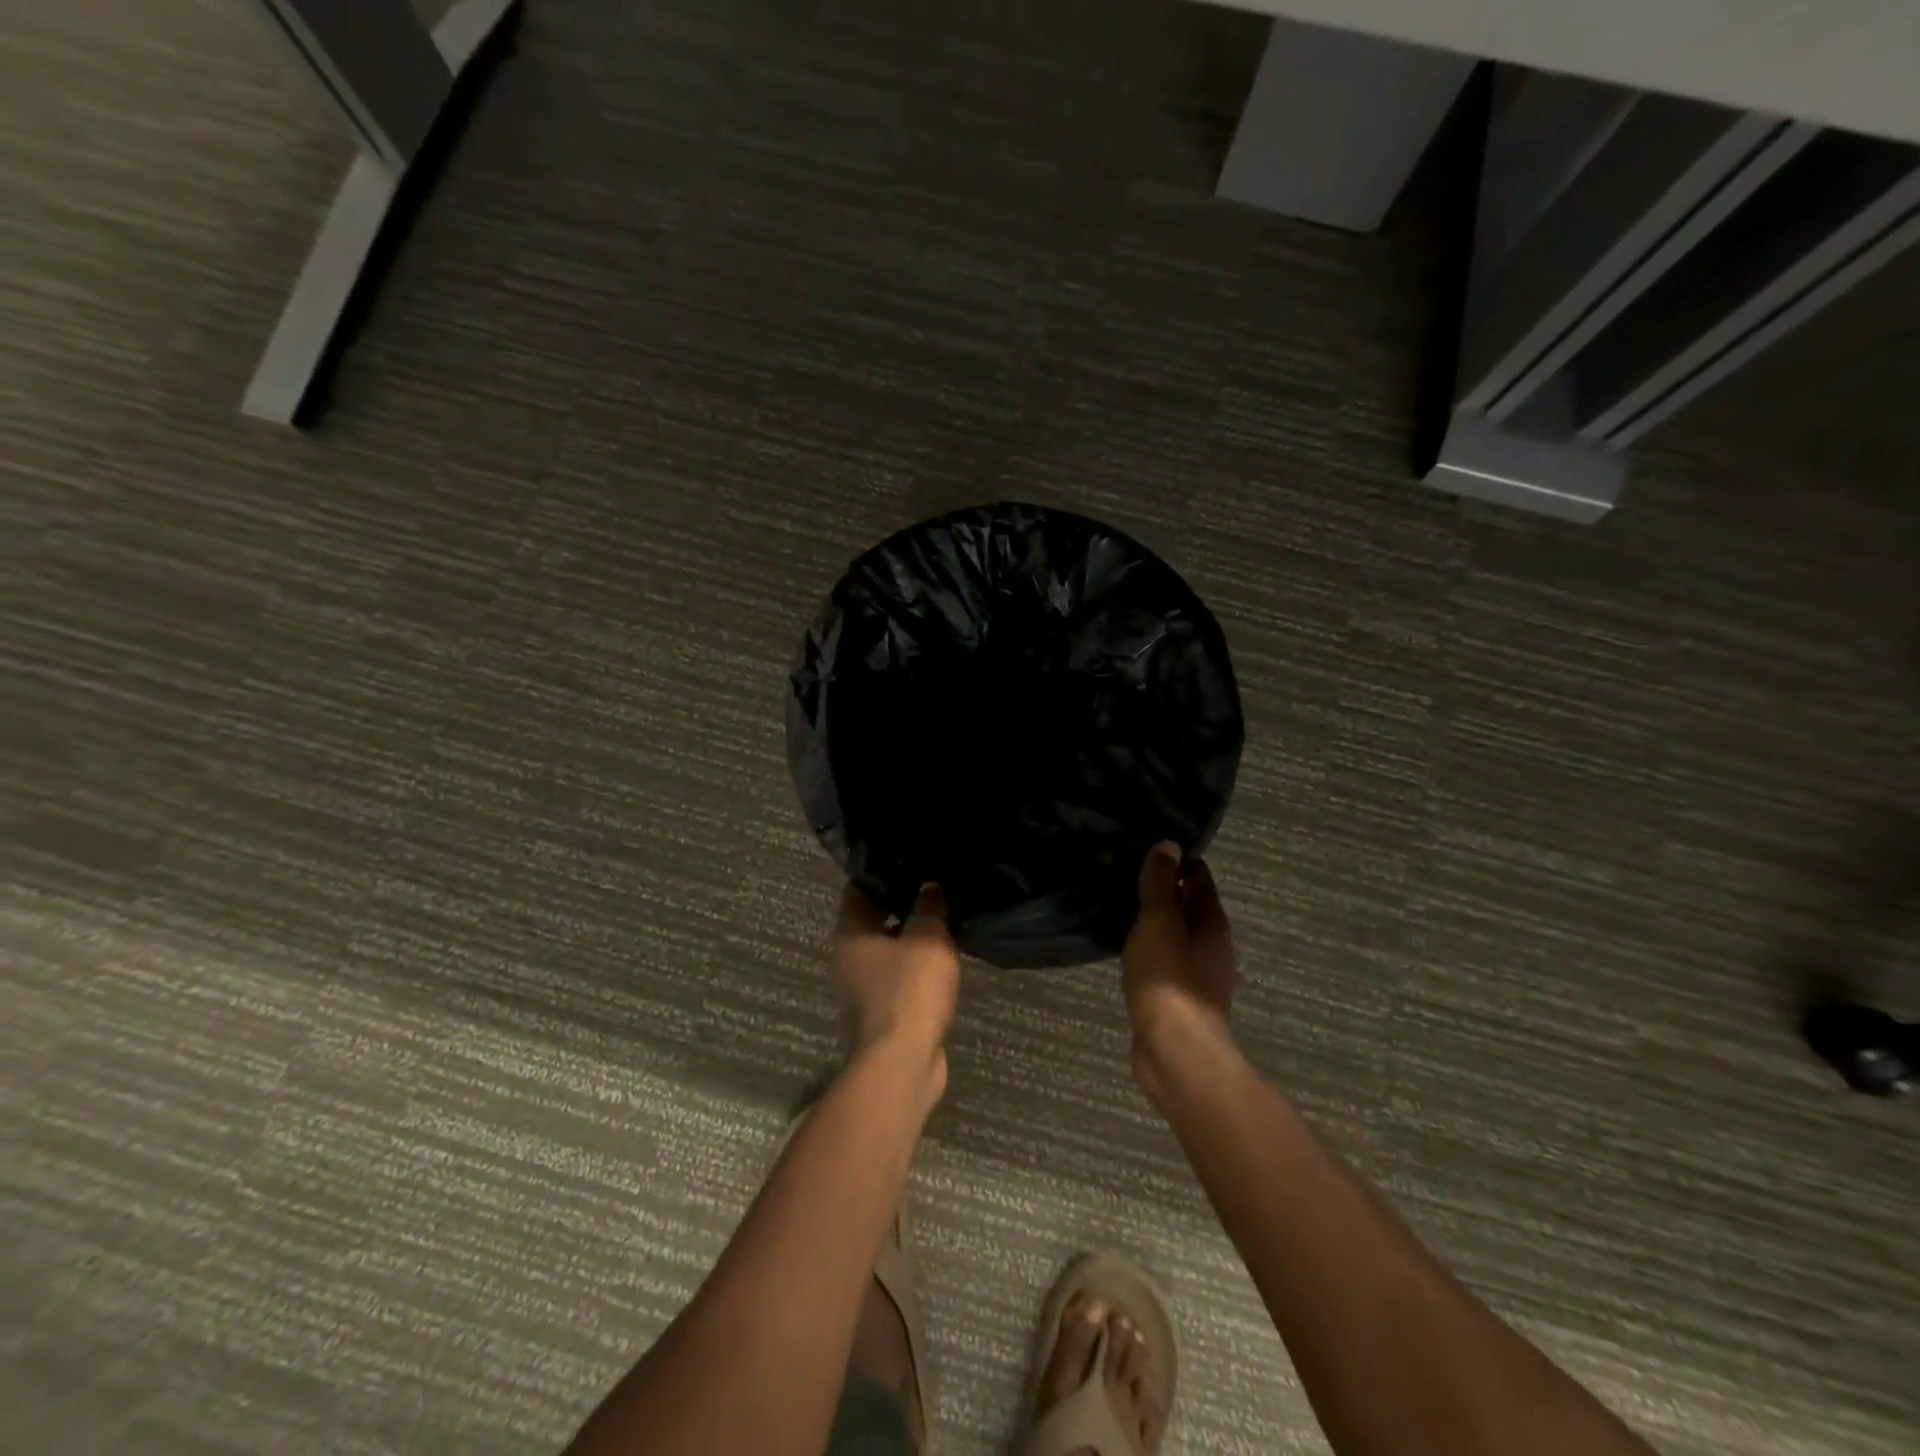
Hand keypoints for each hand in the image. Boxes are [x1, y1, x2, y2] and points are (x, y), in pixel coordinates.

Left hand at [832, 883, 960, 1091]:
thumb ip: (929, 906)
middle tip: (932, 885)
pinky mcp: (881, 1012)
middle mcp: (848, 958)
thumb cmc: (909, 991)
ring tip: (942, 918)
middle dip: (899, 904)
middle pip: (871, 919)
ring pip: (887, 950)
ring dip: (910, 937)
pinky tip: (941, 958)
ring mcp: (862, 988)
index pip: (858, 889)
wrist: (901, 1064)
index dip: (881, 873)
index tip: (908, 862)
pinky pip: (898, 977)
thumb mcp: (928, 938)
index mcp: (850, 933)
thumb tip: (930, 885)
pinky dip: (915, 966)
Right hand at [1122, 842, 1237, 1100]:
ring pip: (1177, 938)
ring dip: (1157, 924)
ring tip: (1124, 909)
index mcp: (1213, 924)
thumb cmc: (1169, 978)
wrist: (1175, 1051)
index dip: (1179, 862)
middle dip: (1166, 892)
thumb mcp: (1160, 922)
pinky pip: (1165, 964)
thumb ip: (1161, 885)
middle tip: (1129, 875)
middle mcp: (1212, 948)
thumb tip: (1169, 845)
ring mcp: (1198, 977)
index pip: (1200, 880)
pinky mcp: (1180, 1001)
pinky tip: (1129, 951)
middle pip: (1191, 909)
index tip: (1149, 849)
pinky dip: (1151, 951)